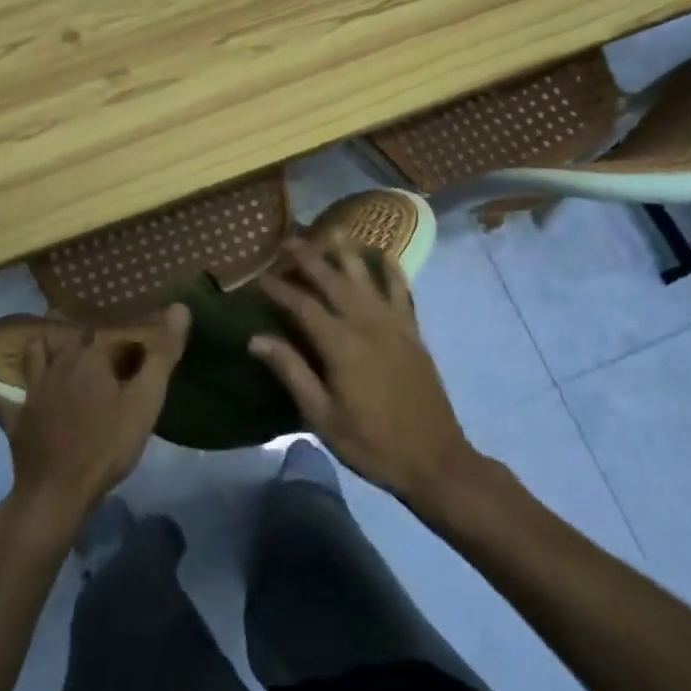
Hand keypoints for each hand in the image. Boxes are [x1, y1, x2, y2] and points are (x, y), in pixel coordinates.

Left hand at [0, 307, 189, 534]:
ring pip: (35, 355)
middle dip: (89, 337)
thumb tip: (180, 307)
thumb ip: (162, 354)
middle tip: (103, 342)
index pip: (113, 337)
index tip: (142, 353)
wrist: (58, 492)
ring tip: (50, 339)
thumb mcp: (145, 401)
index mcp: (91, 358)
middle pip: (74, 340)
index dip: (129, 343)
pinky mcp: (15, 417)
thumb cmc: (107, 445)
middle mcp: (59, 364)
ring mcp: (33, 391)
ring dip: (43, 345)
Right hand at [253, 239, 475, 507]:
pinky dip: (391, 270)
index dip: (278, 288)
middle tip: (289, 241)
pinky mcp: (413, 333)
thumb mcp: (322, 416)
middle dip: (309, 258)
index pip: (302, 305)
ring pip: (368, 277)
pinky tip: (384, 256)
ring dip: (349, 252)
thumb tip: (255, 338)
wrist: (434, 459)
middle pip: (333, 280)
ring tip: (335, 231)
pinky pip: (402, 291)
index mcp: (341, 345)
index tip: (258, 276)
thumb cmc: (371, 443)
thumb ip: (291, 372)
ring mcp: (395, 325)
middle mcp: (367, 324)